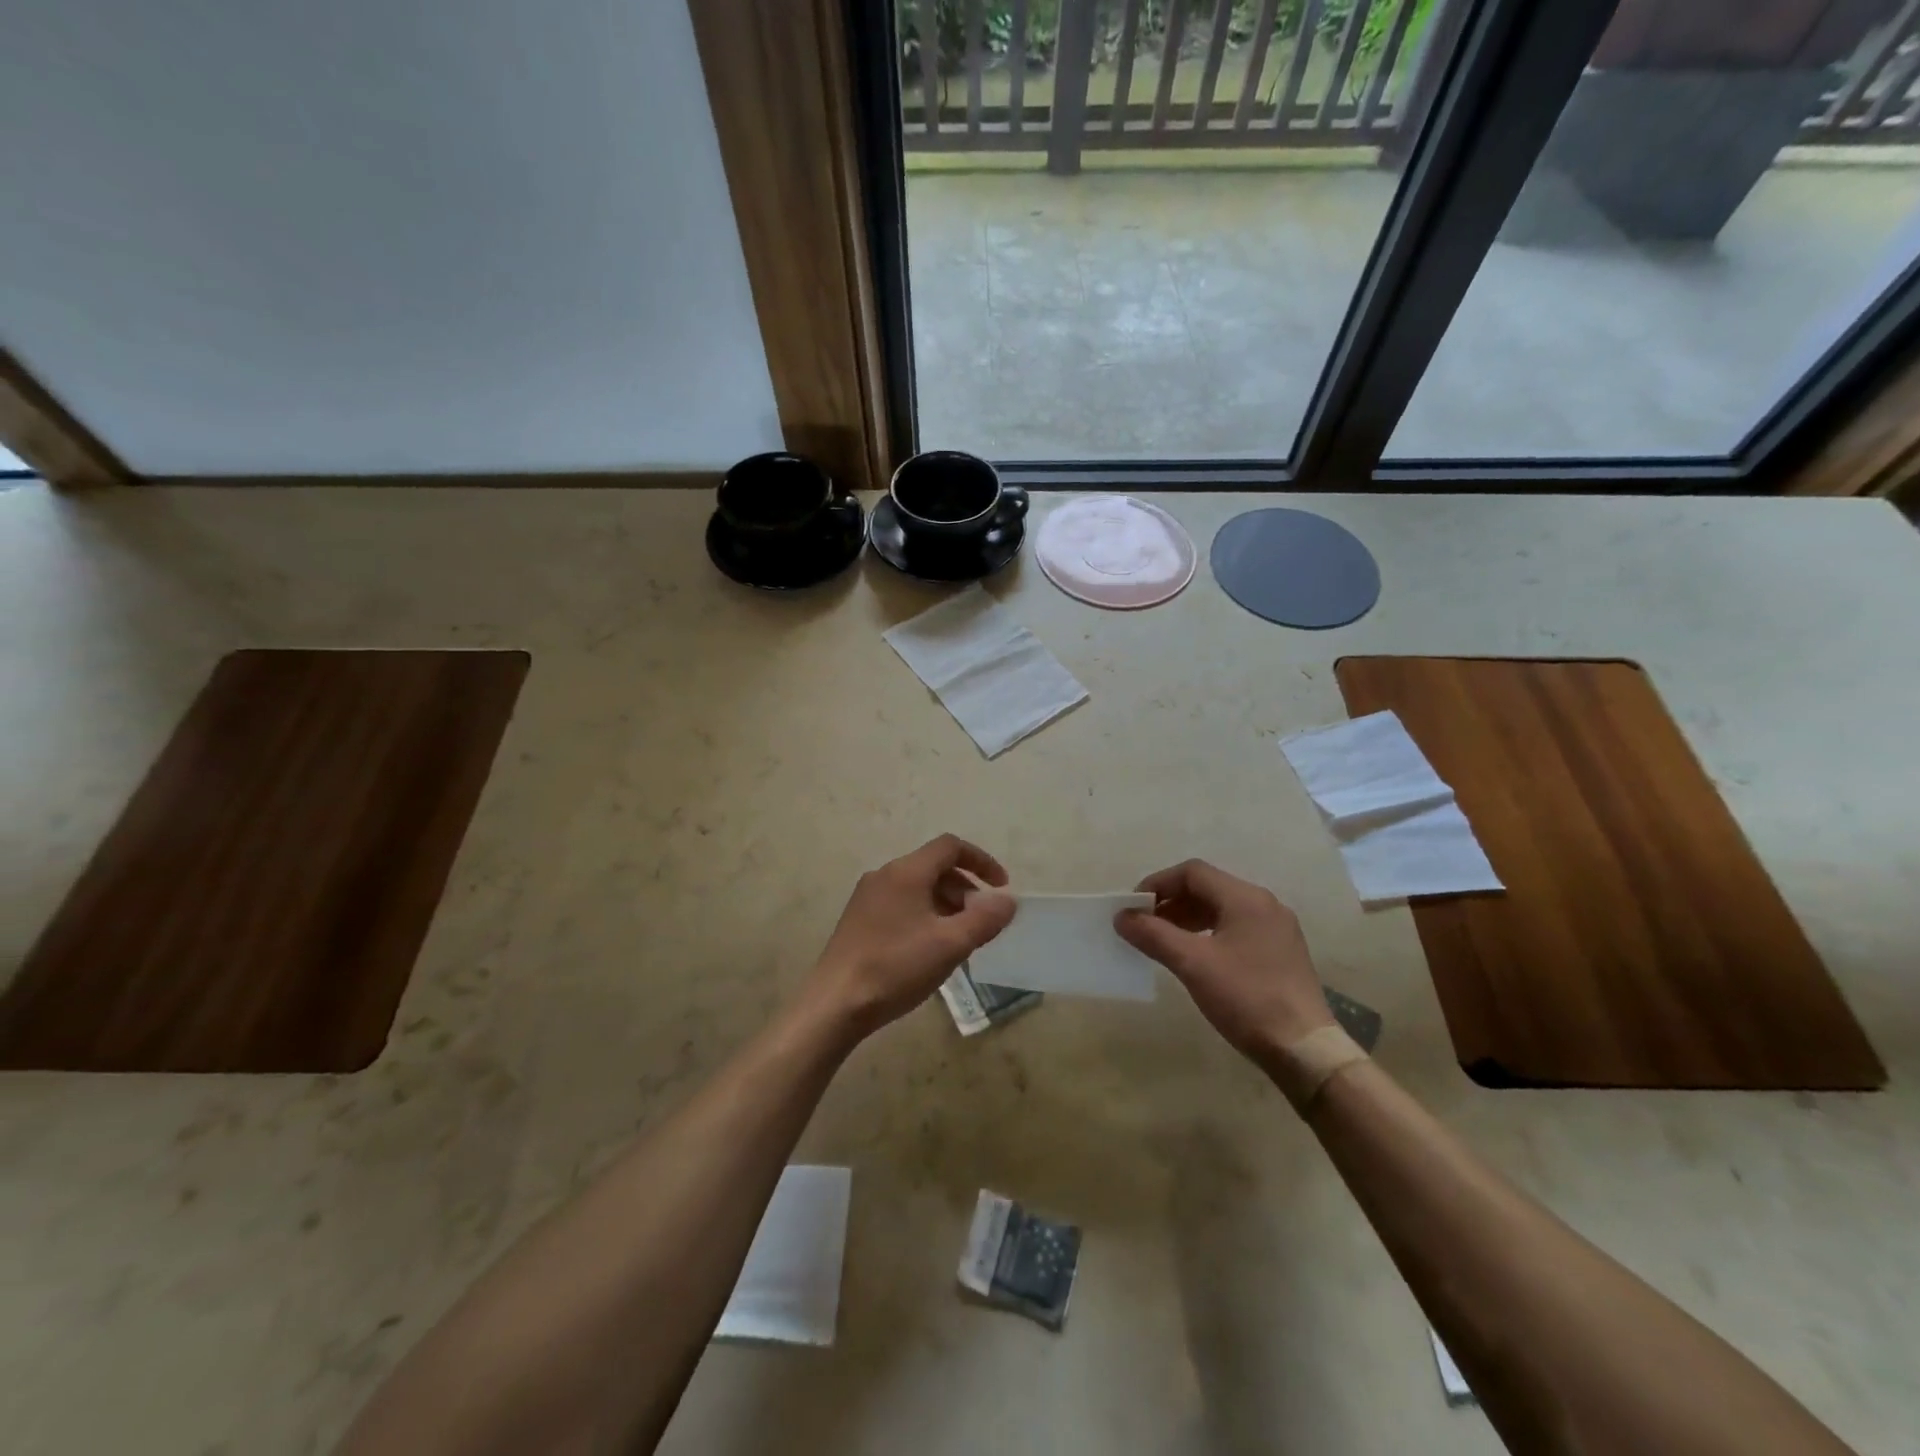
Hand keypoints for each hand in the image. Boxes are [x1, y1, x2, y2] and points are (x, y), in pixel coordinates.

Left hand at [807, 835, 1015, 1038]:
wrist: (835, 1003)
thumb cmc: (896, 968)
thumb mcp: (950, 945)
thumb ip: (985, 919)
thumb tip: (1007, 900)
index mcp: (906, 872)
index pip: (950, 846)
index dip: (981, 861)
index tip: (1001, 888)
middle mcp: (884, 875)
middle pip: (934, 866)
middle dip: (965, 888)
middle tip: (982, 920)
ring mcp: (867, 897)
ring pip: (917, 887)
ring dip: (946, 903)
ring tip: (960, 938)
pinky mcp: (858, 919)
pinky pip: (901, 903)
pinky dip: (924, 914)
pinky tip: (929, 949)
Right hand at [1116, 859, 1332, 1062]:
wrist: (1304, 1050)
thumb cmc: (1246, 998)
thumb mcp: (1193, 964)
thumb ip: (1154, 935)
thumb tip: (1122, 916)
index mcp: (1246, 898)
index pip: (1193, 872)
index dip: (1158, 884)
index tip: (1133, 906)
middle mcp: (1264, 904)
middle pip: (1208, 887)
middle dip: (1171, 902)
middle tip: (1144, 925)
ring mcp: (1276, 929)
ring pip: (1222, 908)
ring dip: (1188, 917)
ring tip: (1163, 940)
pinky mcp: (1281, 952)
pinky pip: (1236, 927)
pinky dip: (1209, 932)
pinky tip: (1195, 956)